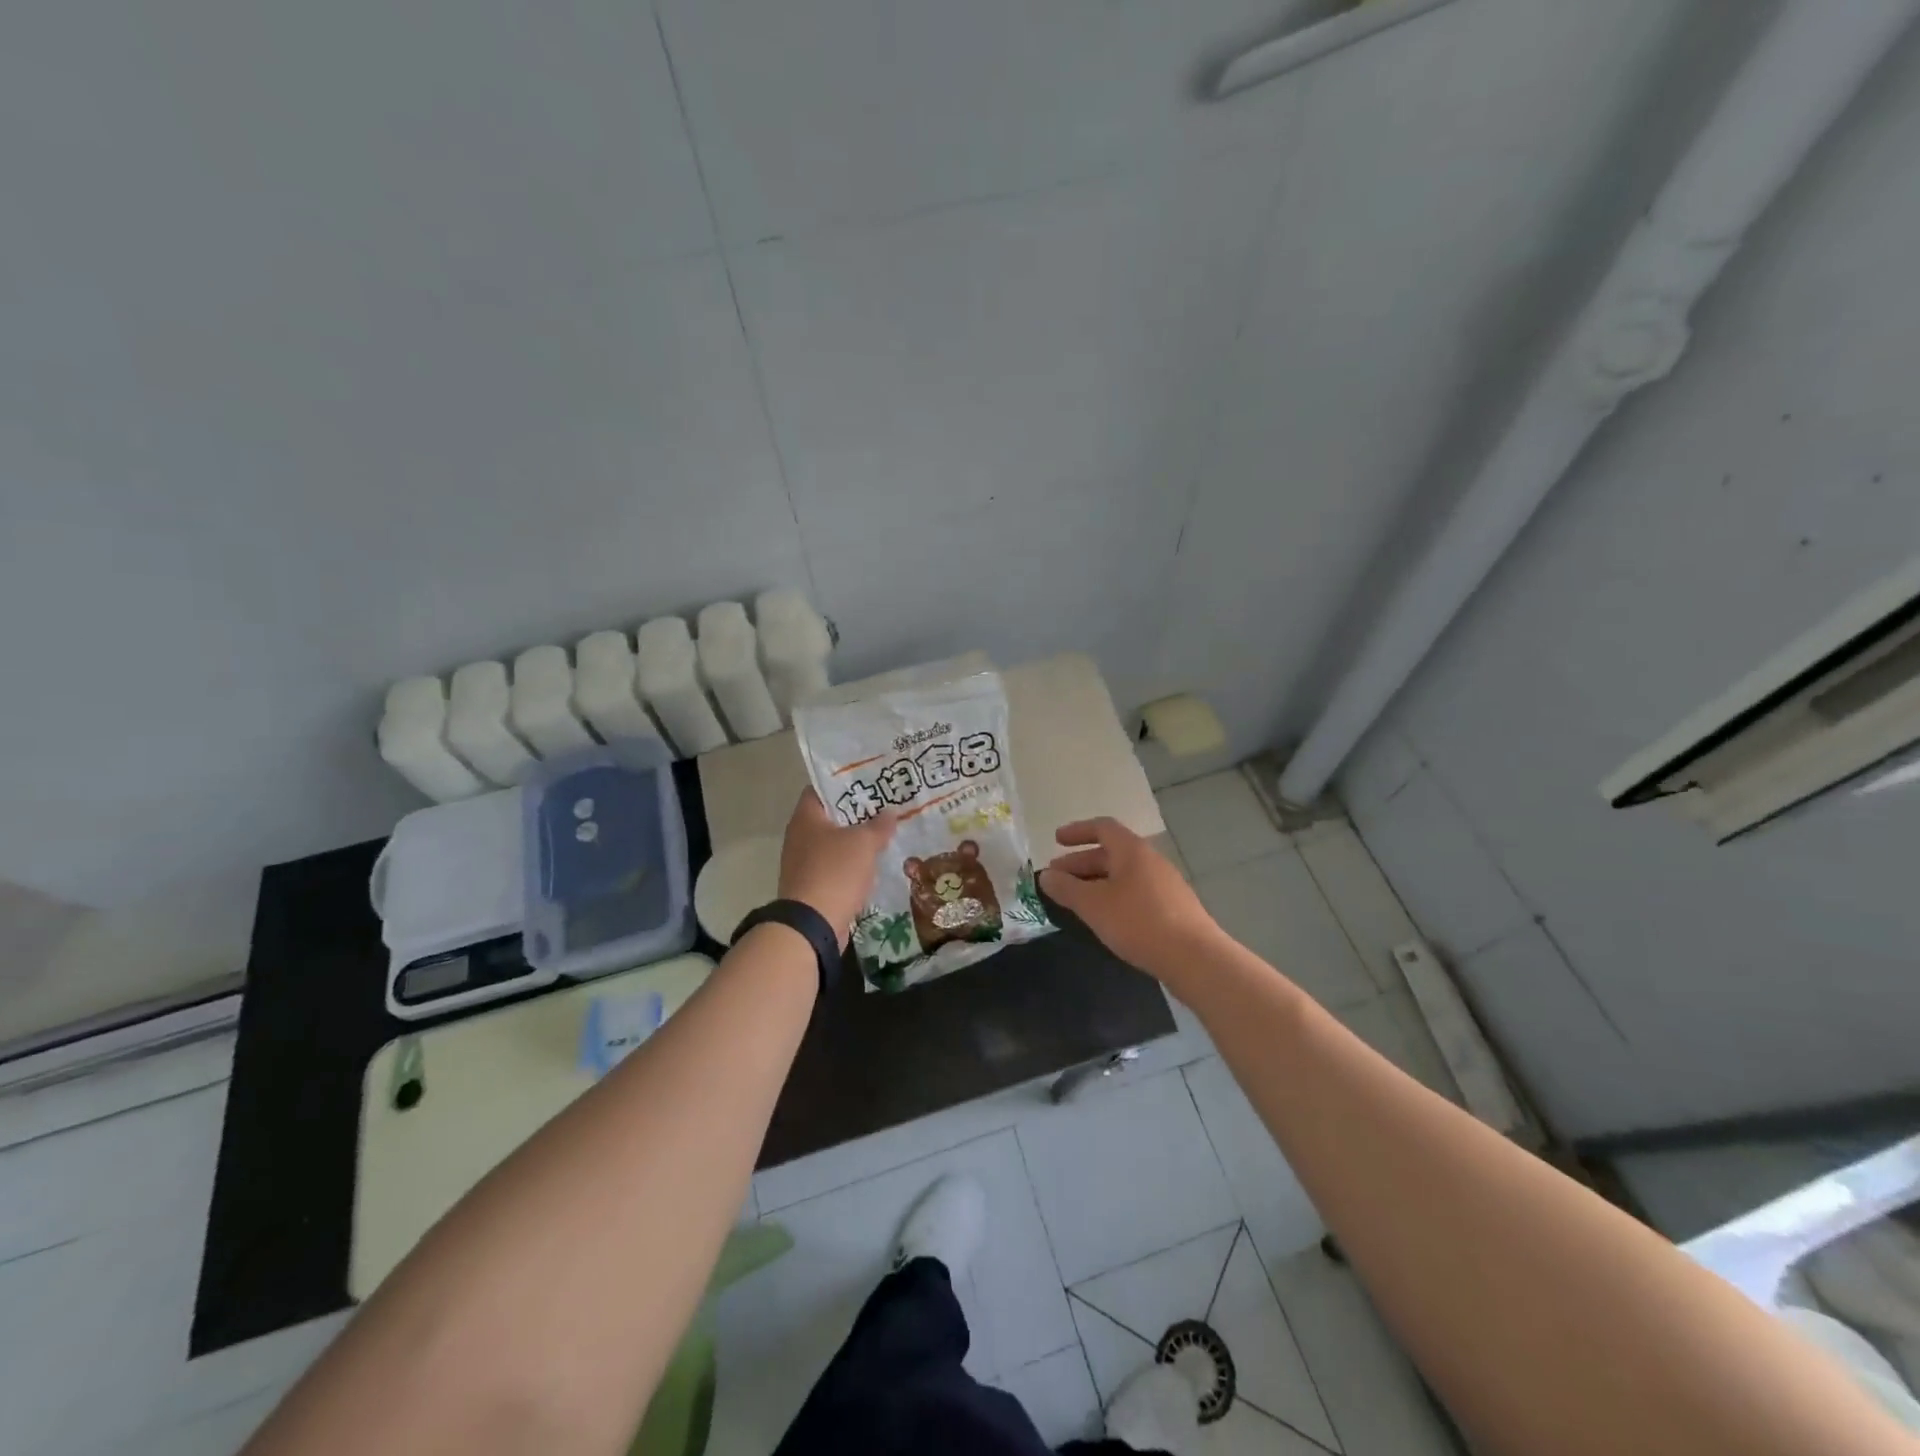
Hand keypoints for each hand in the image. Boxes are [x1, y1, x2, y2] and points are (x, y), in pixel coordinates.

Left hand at [777, 789, 896, 948]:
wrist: (812, 925)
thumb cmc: (835, 872)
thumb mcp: (863, 843)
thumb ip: (878, 825)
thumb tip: (889, 813)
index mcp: (806, 817)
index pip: (822, 788)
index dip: (845, 783)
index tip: (870, 781)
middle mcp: (800, 836)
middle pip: (830, 816)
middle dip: (857, 813)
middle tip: (885, 807)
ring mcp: (803, 862)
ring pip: (834, 843)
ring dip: (856, 841)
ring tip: (885, 834)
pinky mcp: (811, 885)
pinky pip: (835, 867)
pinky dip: (852, 865)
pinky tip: (873, 864)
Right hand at [1039, 817, 1222, 979]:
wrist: (1195, 958)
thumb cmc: (1138, 922)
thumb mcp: (1093, 905)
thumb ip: (1066, 888)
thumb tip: (1045, 875)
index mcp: (1132, 850)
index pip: (1102, 828)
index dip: (1077, 831)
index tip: (1056, 840)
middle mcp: (1150, 861)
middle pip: (1111, 852)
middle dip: (1080, 863)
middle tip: (1056, 879)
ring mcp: (1165, 885)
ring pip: (1123, 875)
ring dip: (1096, 882)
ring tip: (1076, 901)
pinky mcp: (1173, 908)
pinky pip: (1135, 892)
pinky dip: (1113, 897)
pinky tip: (1105, 918)